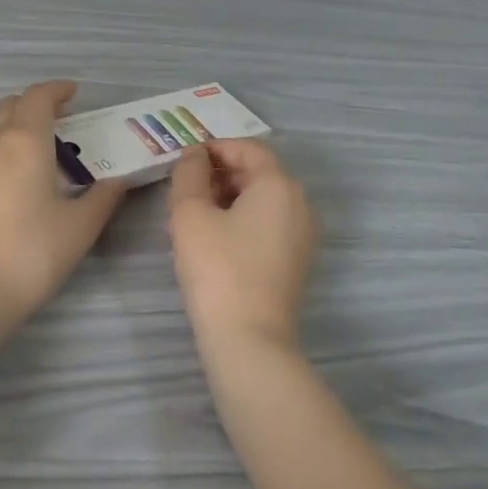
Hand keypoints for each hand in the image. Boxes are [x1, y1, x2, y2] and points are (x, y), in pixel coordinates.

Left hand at [0, 81, 127, 325]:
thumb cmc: (33, 252)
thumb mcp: (81, 225)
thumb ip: (104, 196)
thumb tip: (120, 180)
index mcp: (25, 140)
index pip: (39, 97)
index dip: (57, 89)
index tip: (76, 93)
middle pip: (12, 105)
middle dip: (37, 103)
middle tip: (64, 119)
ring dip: (15, 120)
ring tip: (40, 142)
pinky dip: (0, 142)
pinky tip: (17, 172)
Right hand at [167, 138, 316, 353]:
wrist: (249, 341)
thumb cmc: (217, 269)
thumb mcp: (190, 214)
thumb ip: (189, 174)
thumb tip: (194, 156)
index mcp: (279, 185)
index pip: (249, 149)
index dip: (215, 147)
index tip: (185, 159)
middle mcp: (300, 204)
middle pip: (258, 172)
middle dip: (220, 172)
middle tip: (184, 187)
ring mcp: (303, 234)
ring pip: (263, 199)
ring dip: (228, 196)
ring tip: (192, 213)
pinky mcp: (297, 260)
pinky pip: (269, 224)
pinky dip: (242, 219)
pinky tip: (212, 238)